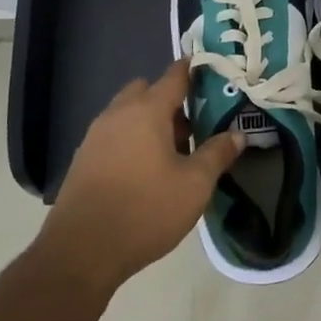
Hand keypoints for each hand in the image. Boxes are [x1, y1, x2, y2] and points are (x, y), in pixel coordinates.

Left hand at [41, 58, 243, 297]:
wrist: (82, 249)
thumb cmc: (146, 210)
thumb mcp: (194, 185)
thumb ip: (217, 154)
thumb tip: (237, 134)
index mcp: (146, 111)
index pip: (174, 76)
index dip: (193, 71)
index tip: (211, 71)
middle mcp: (118, 114)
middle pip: (146, 91)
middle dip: (169, 100)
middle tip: (193, 125)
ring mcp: (96, 135)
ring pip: (127, 113)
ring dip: (149, 121)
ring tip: (172, 153)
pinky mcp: (84, 158)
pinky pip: (114, 134)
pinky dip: (131, 140)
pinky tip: (144, 171)